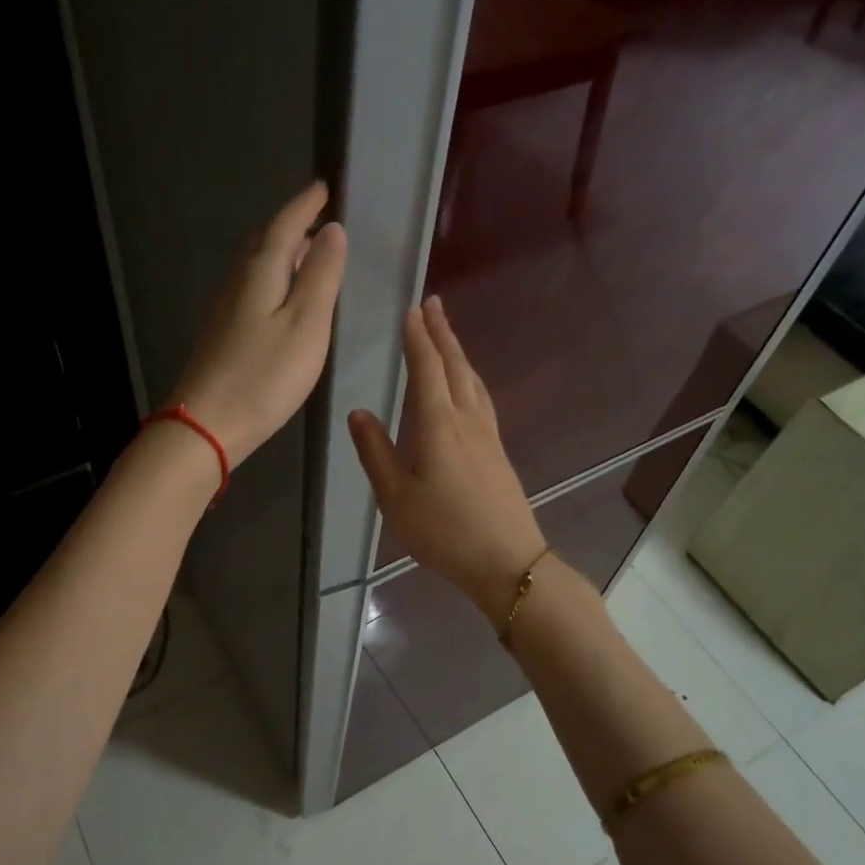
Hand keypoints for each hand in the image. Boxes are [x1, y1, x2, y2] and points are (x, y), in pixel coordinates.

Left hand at [170, 183, 347, 466]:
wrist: (208, 424)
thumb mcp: (307, 324)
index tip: (323, 187)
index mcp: (261, 272)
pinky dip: (273, 280)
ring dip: (282, 253)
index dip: (305, 205)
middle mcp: (239, 282)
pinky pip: (252, 289)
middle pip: (266, 242)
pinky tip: (283, 298)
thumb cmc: (265, 375)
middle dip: (292, 225)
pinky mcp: (223, 334)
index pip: (285, 225)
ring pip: (257, 266)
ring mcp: (226, 309)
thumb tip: (332, 230)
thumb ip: (321, 276)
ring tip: (308, 254)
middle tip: (317, 218)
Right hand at [349, 297, 546, 624]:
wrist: (506, 560)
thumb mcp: (396, 496)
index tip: (411, 310)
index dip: (418, 338)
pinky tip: (468, 386)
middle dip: (442, 333)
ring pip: (472, 381)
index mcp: (438, 424)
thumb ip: (375, 451)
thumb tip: (358, 412)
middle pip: (455, 366)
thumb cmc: (444, 531)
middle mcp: (467, 419)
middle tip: (433, 304)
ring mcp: (488, 435)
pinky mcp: (498, 451)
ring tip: (447, 336)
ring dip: (458, 352)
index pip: (426, 369)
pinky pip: (481, 399)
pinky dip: (469, 378)